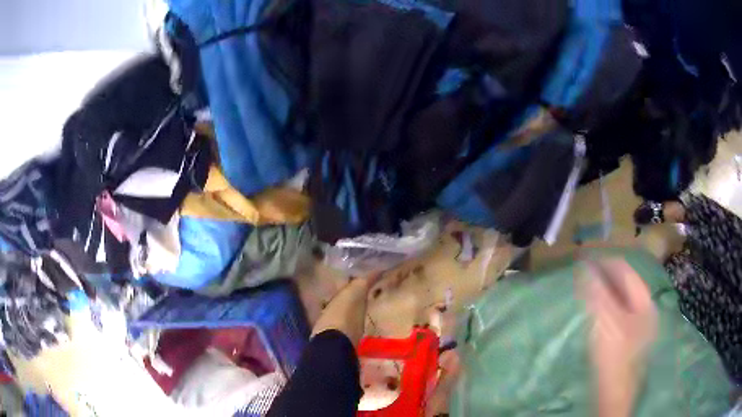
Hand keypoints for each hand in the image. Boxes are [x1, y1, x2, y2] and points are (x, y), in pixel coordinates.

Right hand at [582, 259, 657, 416]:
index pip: (625, 271)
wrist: (614, 396)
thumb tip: (584, 266)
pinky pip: (617, 314)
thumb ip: (597, 292)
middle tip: (582, 275)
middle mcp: (645, 310)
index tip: (583, 260)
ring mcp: (638, 326)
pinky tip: (593, 314)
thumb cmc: (614, 357)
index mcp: (645, 301)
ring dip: (604, 292)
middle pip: (624, 284)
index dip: (605, 262)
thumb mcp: (606, 322)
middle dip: (604, 277)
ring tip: (585, 291)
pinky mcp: (629, 340)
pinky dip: (605, 308)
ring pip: (620, 300)